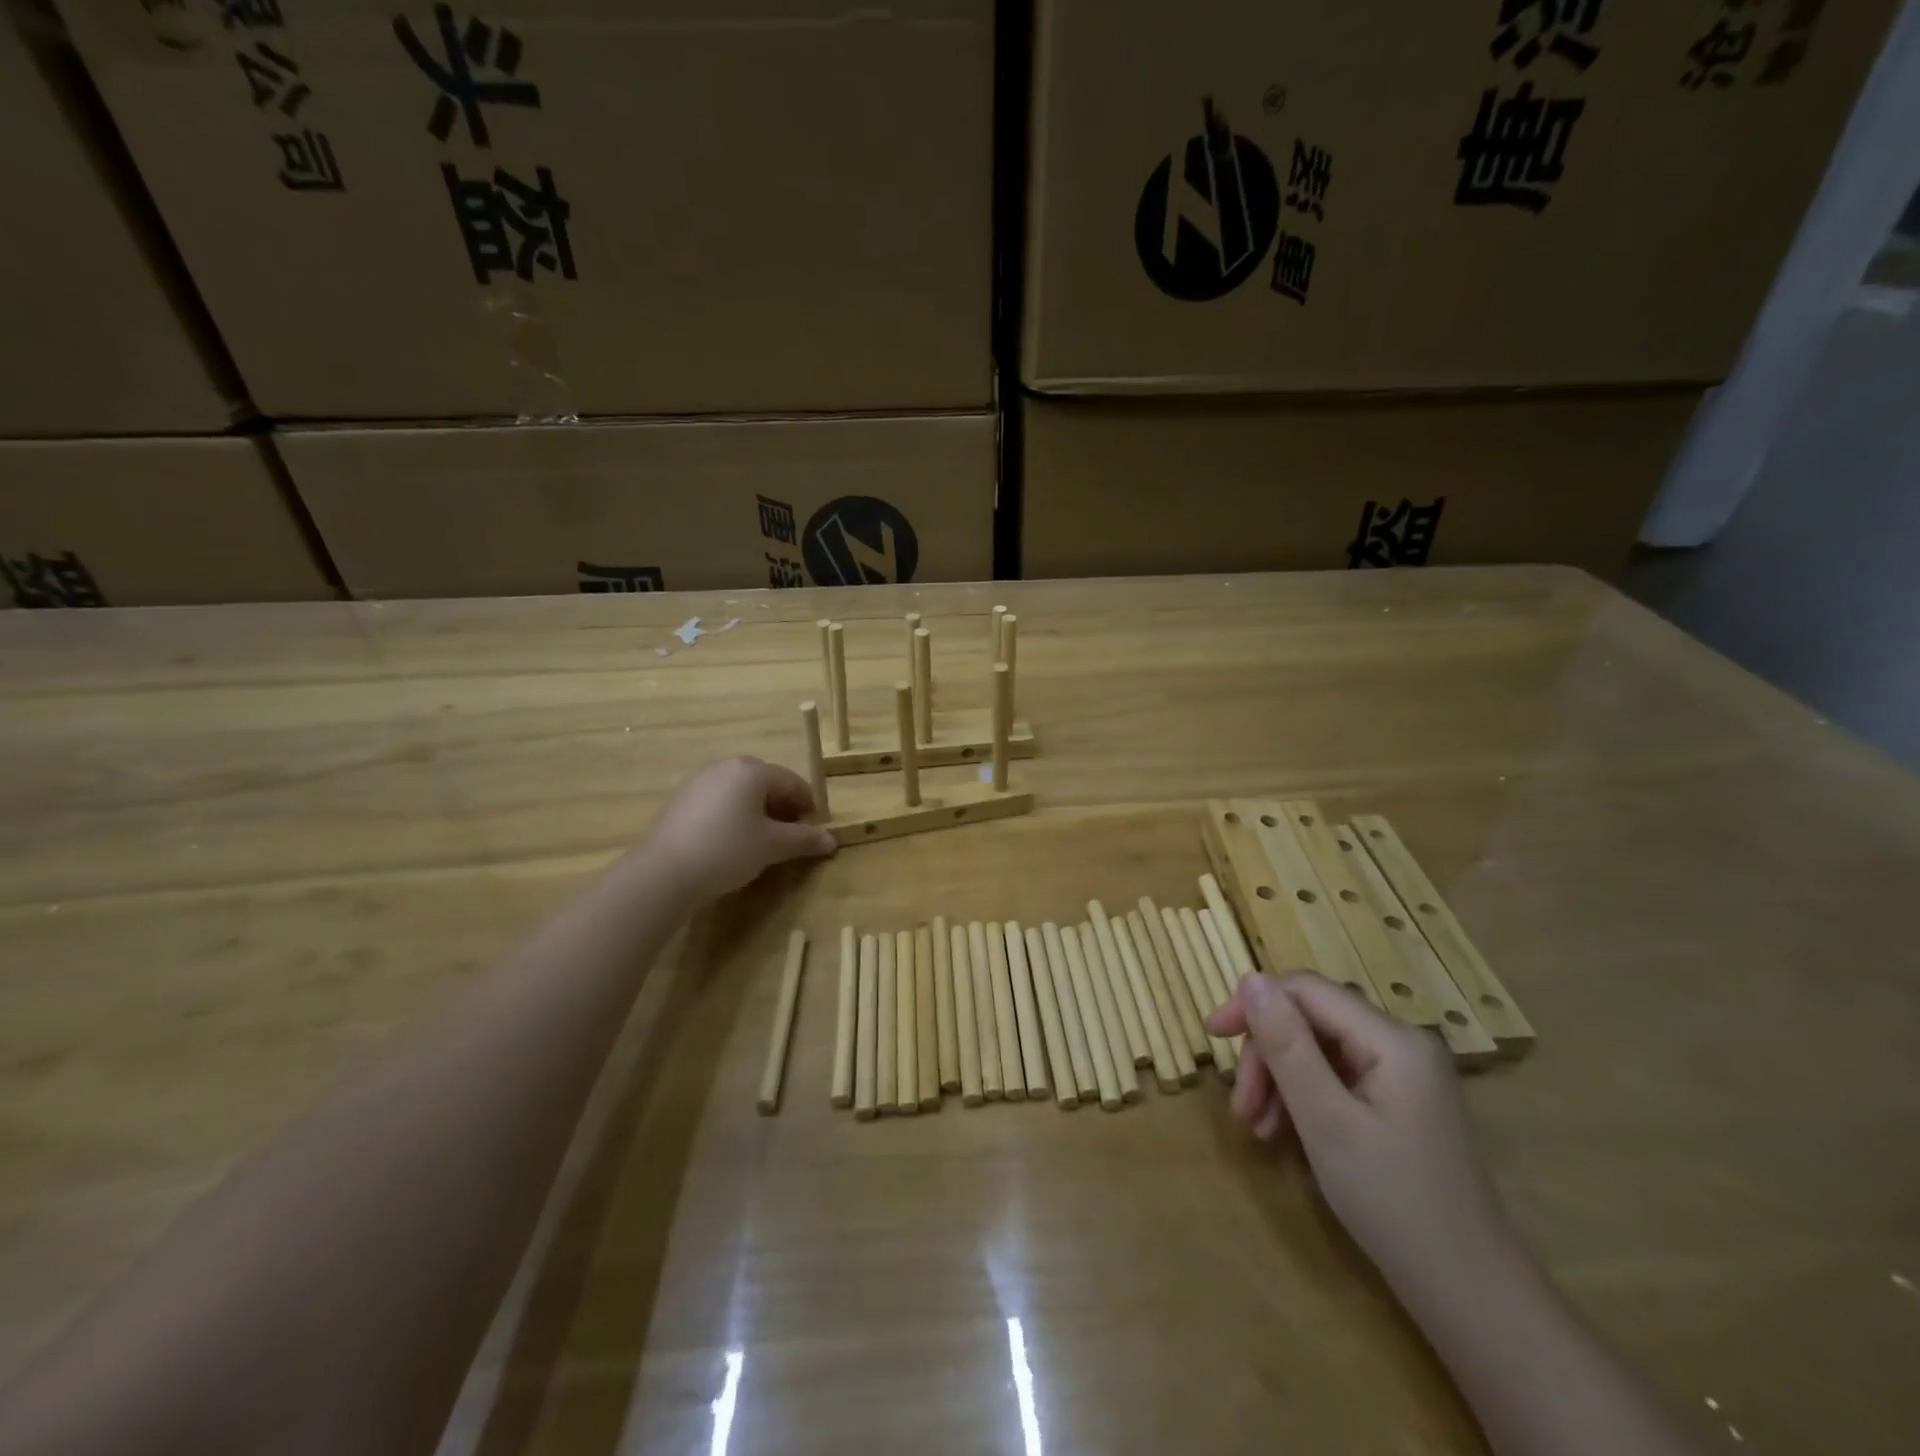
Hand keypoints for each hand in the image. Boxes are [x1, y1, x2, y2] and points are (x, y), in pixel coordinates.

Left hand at [640, 758, 835, 902]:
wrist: (664, 871)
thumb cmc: (728, 849)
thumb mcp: (773, 846)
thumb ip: (804, 839)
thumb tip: (831, 841)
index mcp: (752, 771)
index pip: (791, 780)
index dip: (807, 803)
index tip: (815, 827)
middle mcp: (725, 767)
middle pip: (765, 782)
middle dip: (782, 805)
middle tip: (790, 833)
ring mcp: (699, 782)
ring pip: (740, 792)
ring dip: (758, 811)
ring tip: (763, 840)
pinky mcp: (680, 800)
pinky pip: (719, 802)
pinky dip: (733, 815)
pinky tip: (732, 842)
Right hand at [1208, 973, 1508, 1286]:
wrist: (1468, 1294)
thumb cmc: (1393, 1203)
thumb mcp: (1326, 1120)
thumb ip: (1286, 1044)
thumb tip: (1249, 977)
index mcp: (1393, 1039)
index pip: (1306, 990)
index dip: (1253, 1003)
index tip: (1212, 1035)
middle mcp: (1401, 1042)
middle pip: (1310, 1019)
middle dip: (1267, 1054)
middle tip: (1241, 1107)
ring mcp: (1403, 1072)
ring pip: (1317, 1047)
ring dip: (1278, 1078)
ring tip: (1256, 1126)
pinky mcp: (1398, 1099)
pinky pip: (1335, 1075)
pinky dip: (1302, 1095)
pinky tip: (1283, 1131)